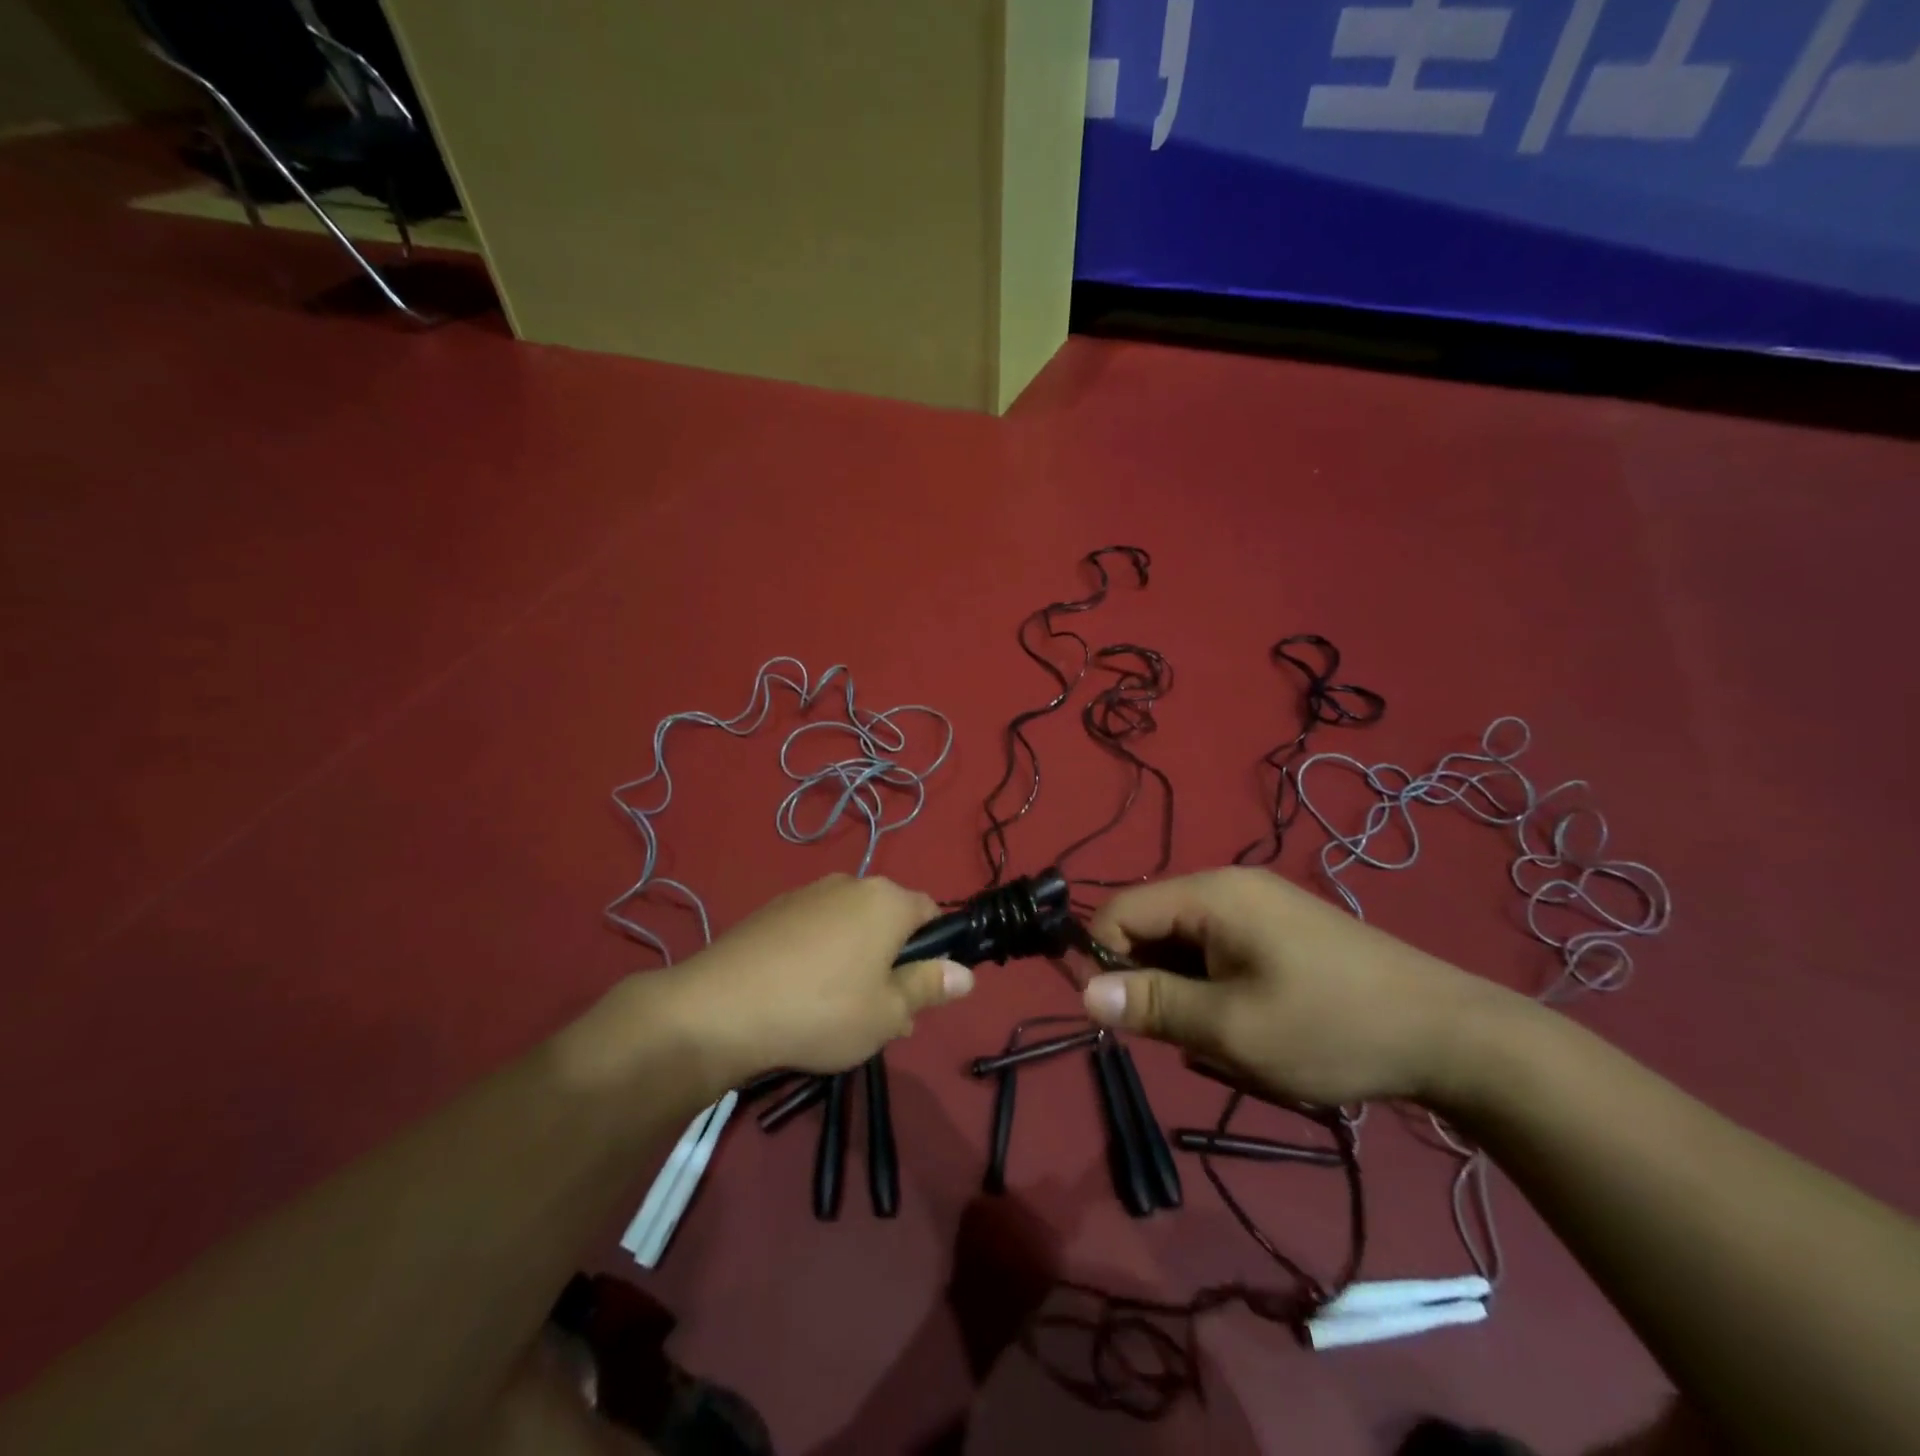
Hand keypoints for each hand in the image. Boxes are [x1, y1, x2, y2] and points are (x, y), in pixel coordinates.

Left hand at [655, 874, 972, 1085]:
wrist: (719, 1008)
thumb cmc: (821, 1010)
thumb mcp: (888, 1012)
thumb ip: (930, 987)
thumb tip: (966, 972)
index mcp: (886, 901)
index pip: (931, 912)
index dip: (935, 951)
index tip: (920, 991)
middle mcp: (850, 884)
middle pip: (889, 921)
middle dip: (893, 963)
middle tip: (882, 1015)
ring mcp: (807, 894)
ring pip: (851, 927)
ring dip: (857, 962)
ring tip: (838, 1014)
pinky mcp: (773, 910)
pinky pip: (815, 931)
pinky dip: (820, 957)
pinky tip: (801, 997)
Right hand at [1082, 867, 1508, 1106]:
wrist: (1452, 1036)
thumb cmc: (1332, 1027)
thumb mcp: (1232, 1028)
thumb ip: (1152, 1005)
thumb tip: (1082, 993)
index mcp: (1210, 894)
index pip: (1119, 913)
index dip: (1103, 962)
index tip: (1121, 1020)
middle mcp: (1228, 886)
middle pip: (1151, 925)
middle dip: (1151, 981)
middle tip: (1184, 1036)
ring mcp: (1258, 905)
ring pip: (1184, 943)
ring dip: (1185, 990)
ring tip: (1223, 1034)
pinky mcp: (1280, 928)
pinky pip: (1218, 949)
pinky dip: (1214, 986)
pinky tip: (1248, 1022)